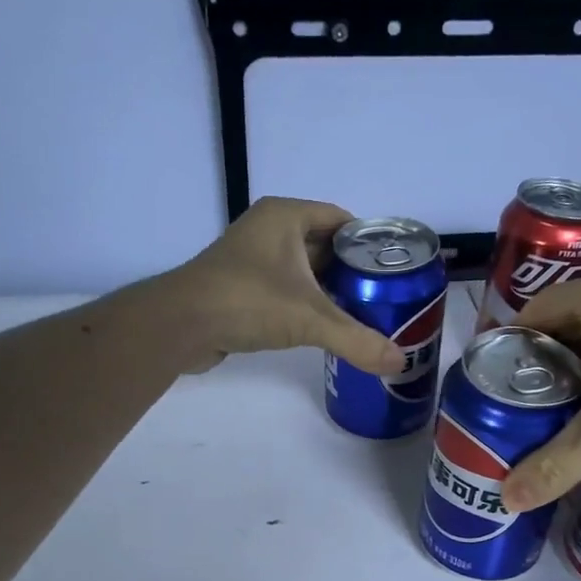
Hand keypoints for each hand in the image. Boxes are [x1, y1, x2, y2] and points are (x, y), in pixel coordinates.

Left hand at [166, 197, 407, 374]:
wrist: (180, 325)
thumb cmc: (247, 302)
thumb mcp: (310, 319)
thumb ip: (357, 340)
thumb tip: (400, 363)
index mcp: (285, 216)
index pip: (341, 220)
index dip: (369, 244)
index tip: (393, 271)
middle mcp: (268, 230)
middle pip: (324, 246)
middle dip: (352, 271)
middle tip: (384, 298)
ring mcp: (250, 259)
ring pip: (303, 270)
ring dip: (328, 290)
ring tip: (362, 314)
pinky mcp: (239, 287)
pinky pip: (283, 289)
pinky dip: (304, 304)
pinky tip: (322, 327)